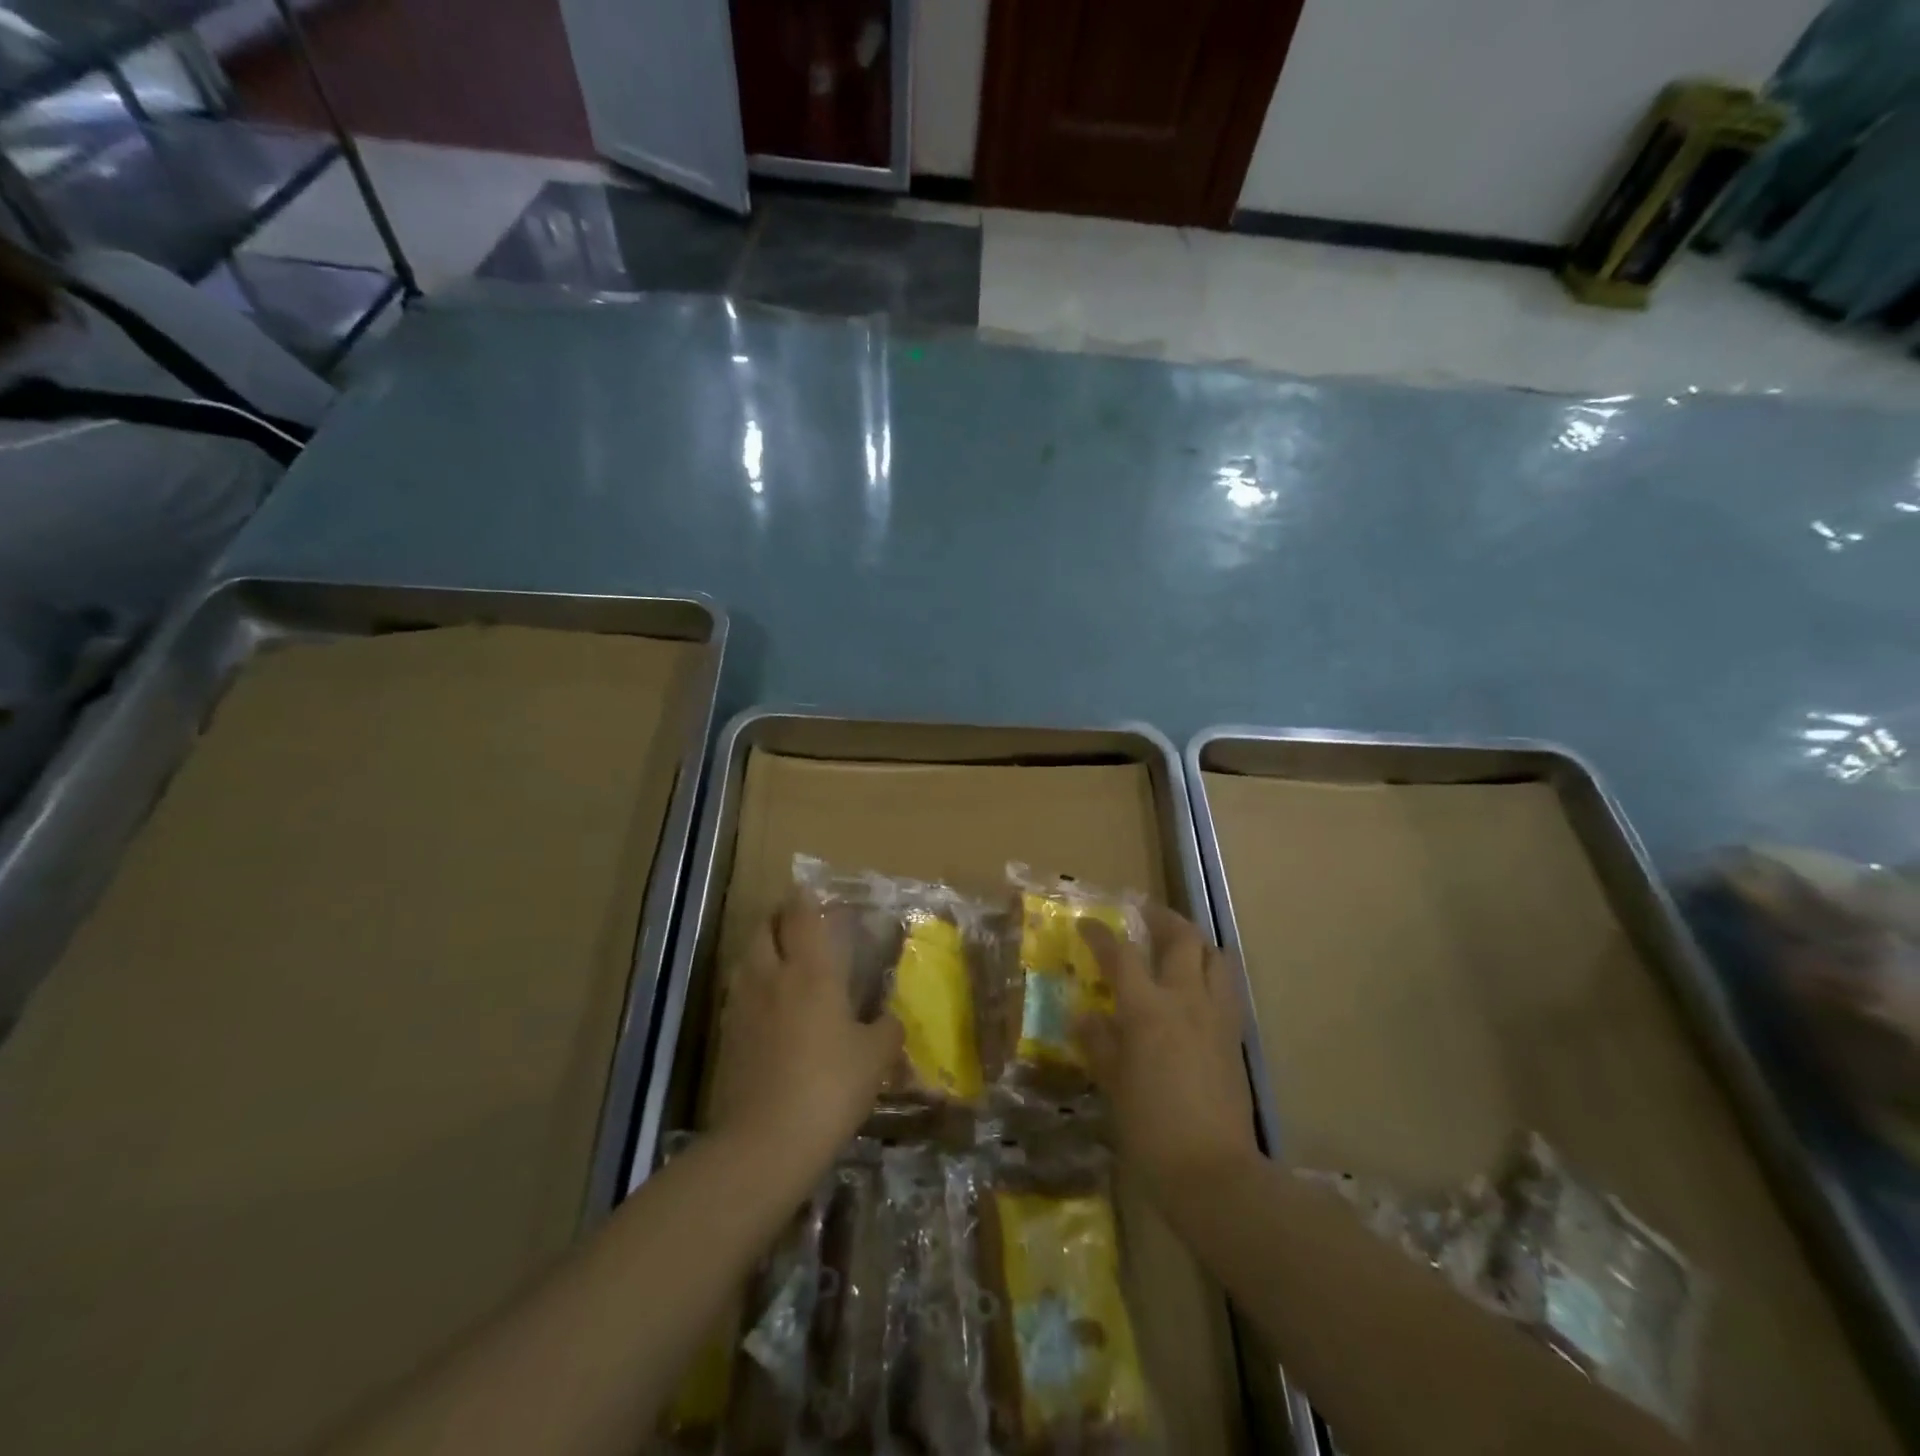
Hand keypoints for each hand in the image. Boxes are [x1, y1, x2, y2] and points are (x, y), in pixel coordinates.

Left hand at [707, 897, 903, 1181]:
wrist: (765, 1142)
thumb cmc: (830, 1087)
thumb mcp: (875, 1058)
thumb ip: (887, 1029)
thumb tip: (891, 1018)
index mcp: (811, 971)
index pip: (802, 915)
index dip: (805, 898)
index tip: (812, 892)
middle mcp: (772, 976)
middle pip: (765, 927)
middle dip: (779, 917)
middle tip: (798, 924)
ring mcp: (742, 1004)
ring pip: (747, 957)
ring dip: (762, 949)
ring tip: (782, 960)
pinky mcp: (726, 1035)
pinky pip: (738, 992)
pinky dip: (752, 984)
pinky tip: (768, 1005)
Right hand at [1077, 903, 1259, 1190]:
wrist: (1215, 1174)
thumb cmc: (1152, 1129)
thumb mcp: (1113, 1084)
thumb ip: (1099, 1043)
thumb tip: (1085, 1015)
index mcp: (1148, 1009)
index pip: (1121, 954)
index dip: (1101, 934)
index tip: (1087, 923)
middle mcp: (1186, 1000)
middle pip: (1182, 938)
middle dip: (1161, 918)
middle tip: (1143, 915)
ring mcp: (1217, 1017)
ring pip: (1215, 957)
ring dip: (1195, 943)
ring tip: (1176, 947)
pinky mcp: (1236, 1038)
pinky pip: (1226, 988)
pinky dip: (1210, 974)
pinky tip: (1195, 991)